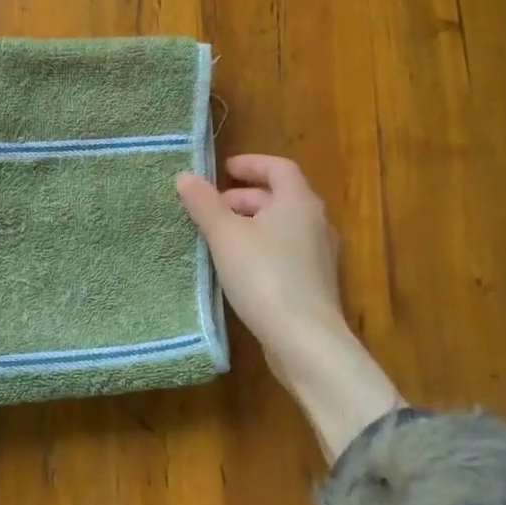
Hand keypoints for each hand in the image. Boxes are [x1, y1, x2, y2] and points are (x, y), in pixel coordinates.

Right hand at [176, 155, 402, 462]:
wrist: (305, 340)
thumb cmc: (264, 276)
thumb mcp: (225, 236)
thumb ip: (204, 204)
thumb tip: (186, 176)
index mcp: (299, 202)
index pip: (279, 168)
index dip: (251, 164)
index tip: (224, 169)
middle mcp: (316, 222)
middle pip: (280, 197)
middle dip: (244, 197)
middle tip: (212, 207)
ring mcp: (320, 254)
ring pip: (282, 225)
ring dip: (251, 223)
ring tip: (219, 236)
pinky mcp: (315, 282)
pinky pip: (286, 250)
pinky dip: (261, 246)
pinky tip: (238, 267)